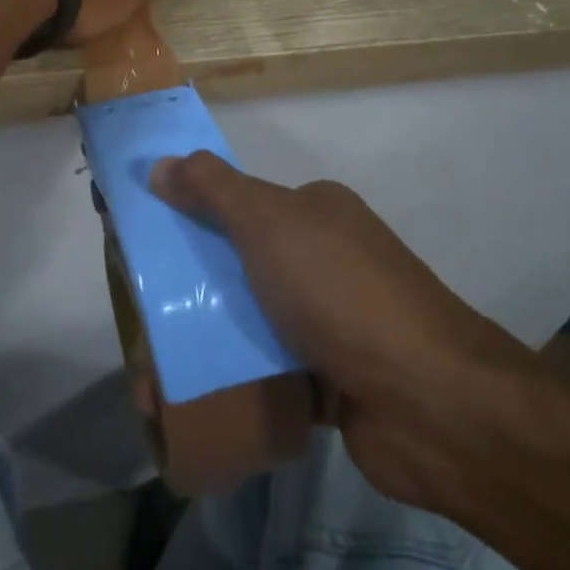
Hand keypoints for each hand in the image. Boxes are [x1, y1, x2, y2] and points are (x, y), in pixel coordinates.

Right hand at [150, 151, 544, 510]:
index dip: (185, 217)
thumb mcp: (269, 222)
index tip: (140, 249)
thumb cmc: (340, 292)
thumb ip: (213, 190)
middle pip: (235, 266)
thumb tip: (162, 163)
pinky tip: (186, 406)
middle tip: (137, 323)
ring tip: (150, 381)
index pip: (236, 204)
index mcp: (314, 213)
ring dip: (200, 346)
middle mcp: (322, 260)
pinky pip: (265, 373)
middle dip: (184, 293)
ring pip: (247, 324)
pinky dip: (229, 384)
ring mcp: (328, 323)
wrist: (431, 403)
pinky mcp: (329, 381)